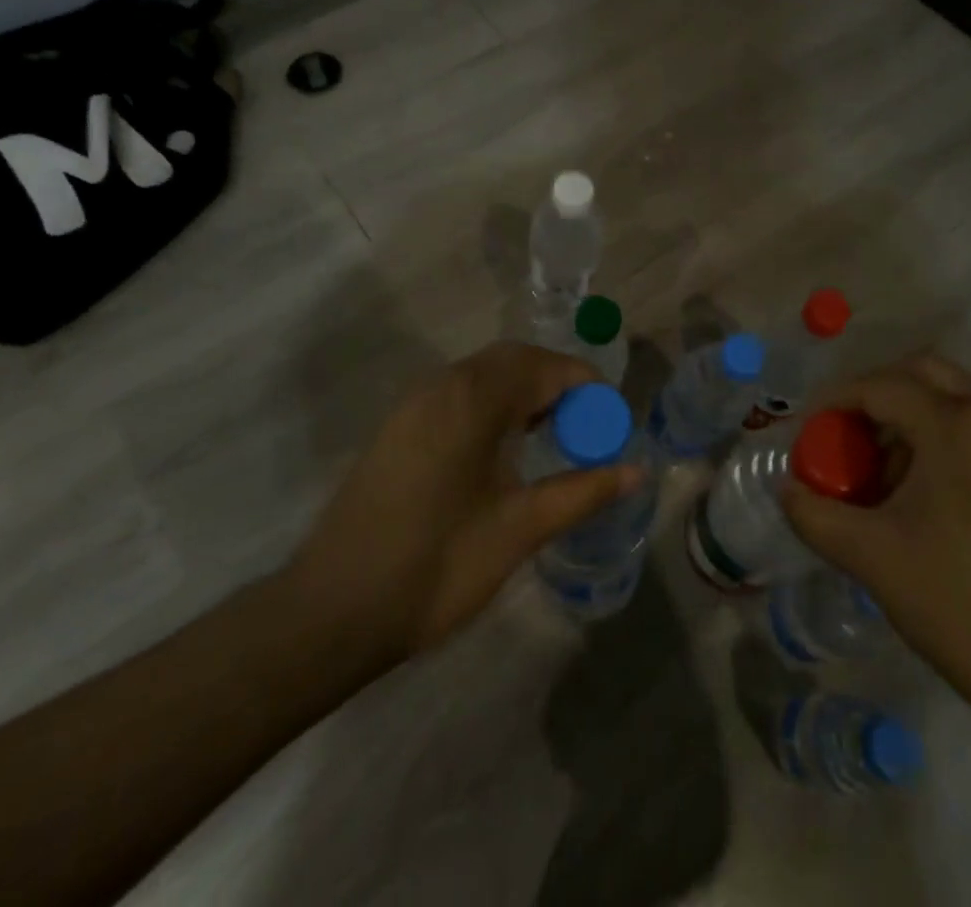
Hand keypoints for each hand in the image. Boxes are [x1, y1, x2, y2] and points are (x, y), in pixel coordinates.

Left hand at [292, 341, 641, 659]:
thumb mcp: (520, 529)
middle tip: (585, 430)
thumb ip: (582, 492)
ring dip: (525, 393)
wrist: (333, 610)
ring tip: (553, 439)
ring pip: (484, 374)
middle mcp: (443, 384)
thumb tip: (637, 470)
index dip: (587, 387)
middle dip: (557, 384)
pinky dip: (493, 404)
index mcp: (474, 398)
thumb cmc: (436, 566)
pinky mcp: (399, 426)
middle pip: (515, 360)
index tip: (610, 424)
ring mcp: (414, 403)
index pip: (546, 366)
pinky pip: (459, 394)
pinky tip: (503, 450)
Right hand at [781, 352, 970, 746]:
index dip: (832, 402)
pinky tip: (918, 499)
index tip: (805, 435)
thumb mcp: (870, 557)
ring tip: (876, 477)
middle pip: (921, 374)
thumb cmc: (961, 605)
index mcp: (954, 424)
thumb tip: (787, 489)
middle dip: (874, 396)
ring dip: (906, 420)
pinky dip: (937, 441)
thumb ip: (813, 514)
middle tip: (843, 438)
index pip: (878, 385)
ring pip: (951, 401)